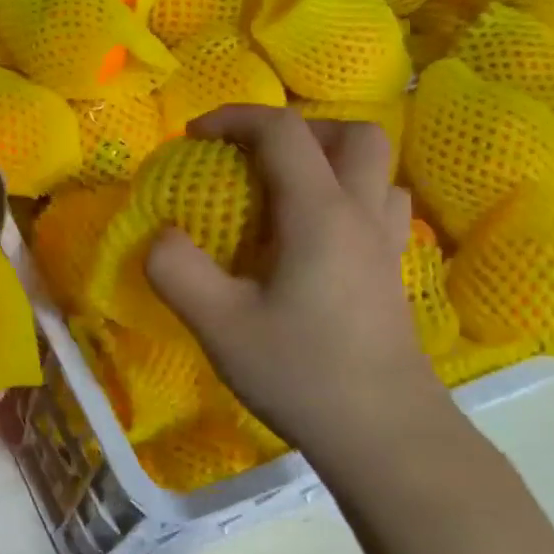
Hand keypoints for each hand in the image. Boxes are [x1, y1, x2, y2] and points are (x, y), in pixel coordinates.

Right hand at [145, 106, 449, 458]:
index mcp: (319, 214)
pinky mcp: (392, 272)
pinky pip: (379, 204)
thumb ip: (177, 270)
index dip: (235, 118)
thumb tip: (162, 235)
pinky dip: (345, 194)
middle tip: (248, 157)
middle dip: (294, 128)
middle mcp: (361, 214)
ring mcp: (385, 243)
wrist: (385, 435)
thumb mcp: (218, 324)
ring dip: (326, 158)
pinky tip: (312, 233)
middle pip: (351, 134)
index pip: (284, 132)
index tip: (194, 136)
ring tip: (281, 190)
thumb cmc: (300, 372)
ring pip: (375, 168)